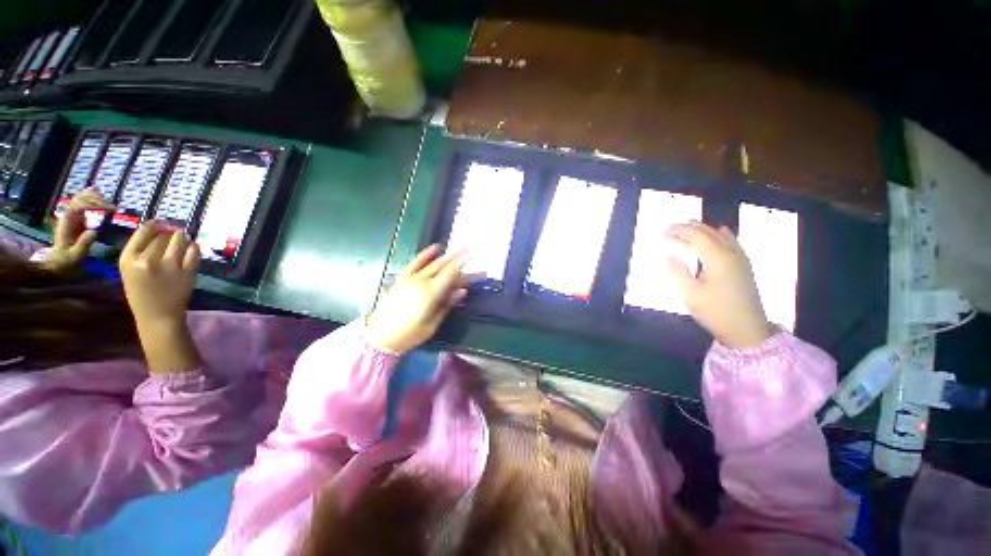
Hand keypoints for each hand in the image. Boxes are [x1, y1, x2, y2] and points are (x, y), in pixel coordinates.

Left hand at [44, 189, 113, 273]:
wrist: (58, 264)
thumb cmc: (67, 262)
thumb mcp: (76, 256)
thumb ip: (84, 243)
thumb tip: (95, 230)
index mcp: (67, 223)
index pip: (79, 205)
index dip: (95, 204)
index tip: (110, 210)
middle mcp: (68, 216)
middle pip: (81, 197)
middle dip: (97, 200)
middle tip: (113, 209)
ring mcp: (72, 216)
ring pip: (83, 197)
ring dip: (97, 199)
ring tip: (111, 207)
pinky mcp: (77, 218)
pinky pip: (85, 203)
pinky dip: (96, 201)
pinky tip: (105, 206)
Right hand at [120, 221, 199, 328]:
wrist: (158, 315)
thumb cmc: (141, 292)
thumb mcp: (130, 270)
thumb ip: (140, 251)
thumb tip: (159, 229)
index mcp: (128, 259)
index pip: (143, 231)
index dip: (155, 224)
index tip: (162, 221)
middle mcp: (147, 261)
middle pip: (163, 235)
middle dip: (170, 231)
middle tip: (175, 231)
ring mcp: (169, 266)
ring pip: (179, 241)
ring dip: (183, 237)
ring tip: (184, 237)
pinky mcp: (187, 272)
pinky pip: (194, 252)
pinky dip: (194, 248)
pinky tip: (193, 247)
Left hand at [365, 245, 472, 353]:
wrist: (379, 337)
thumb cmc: (409, 334)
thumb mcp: (432, 325)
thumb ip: (447, 305)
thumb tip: (462, 291)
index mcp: (430, 294)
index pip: (451, 273)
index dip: (463, 262)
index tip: (475, 253)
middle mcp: (421, 282)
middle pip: (444, 267)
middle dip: (460, 260)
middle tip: (473, 255)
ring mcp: (410, 279)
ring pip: (432, 264)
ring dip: (448, 256)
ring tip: (460, 251)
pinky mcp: (402, 279)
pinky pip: (414, 263)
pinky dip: (425, 255)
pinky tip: (435, 248)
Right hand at [666, 222, 774, 348]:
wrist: (746, 329)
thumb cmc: (715, 311)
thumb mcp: (690, 293)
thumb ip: (678, 271)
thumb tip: (669, 255)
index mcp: (717, 258)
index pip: (696, 236)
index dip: (678, 231)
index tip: (662, 231)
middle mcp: (731, 253)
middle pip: (709, 232)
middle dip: (689, 227)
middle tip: (671, 227)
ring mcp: (740, 259)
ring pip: (721, 235)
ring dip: (704, 228)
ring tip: (689, 224)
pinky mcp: (744, 266)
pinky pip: (732, 241)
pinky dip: (721, 234)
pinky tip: (720, 232)